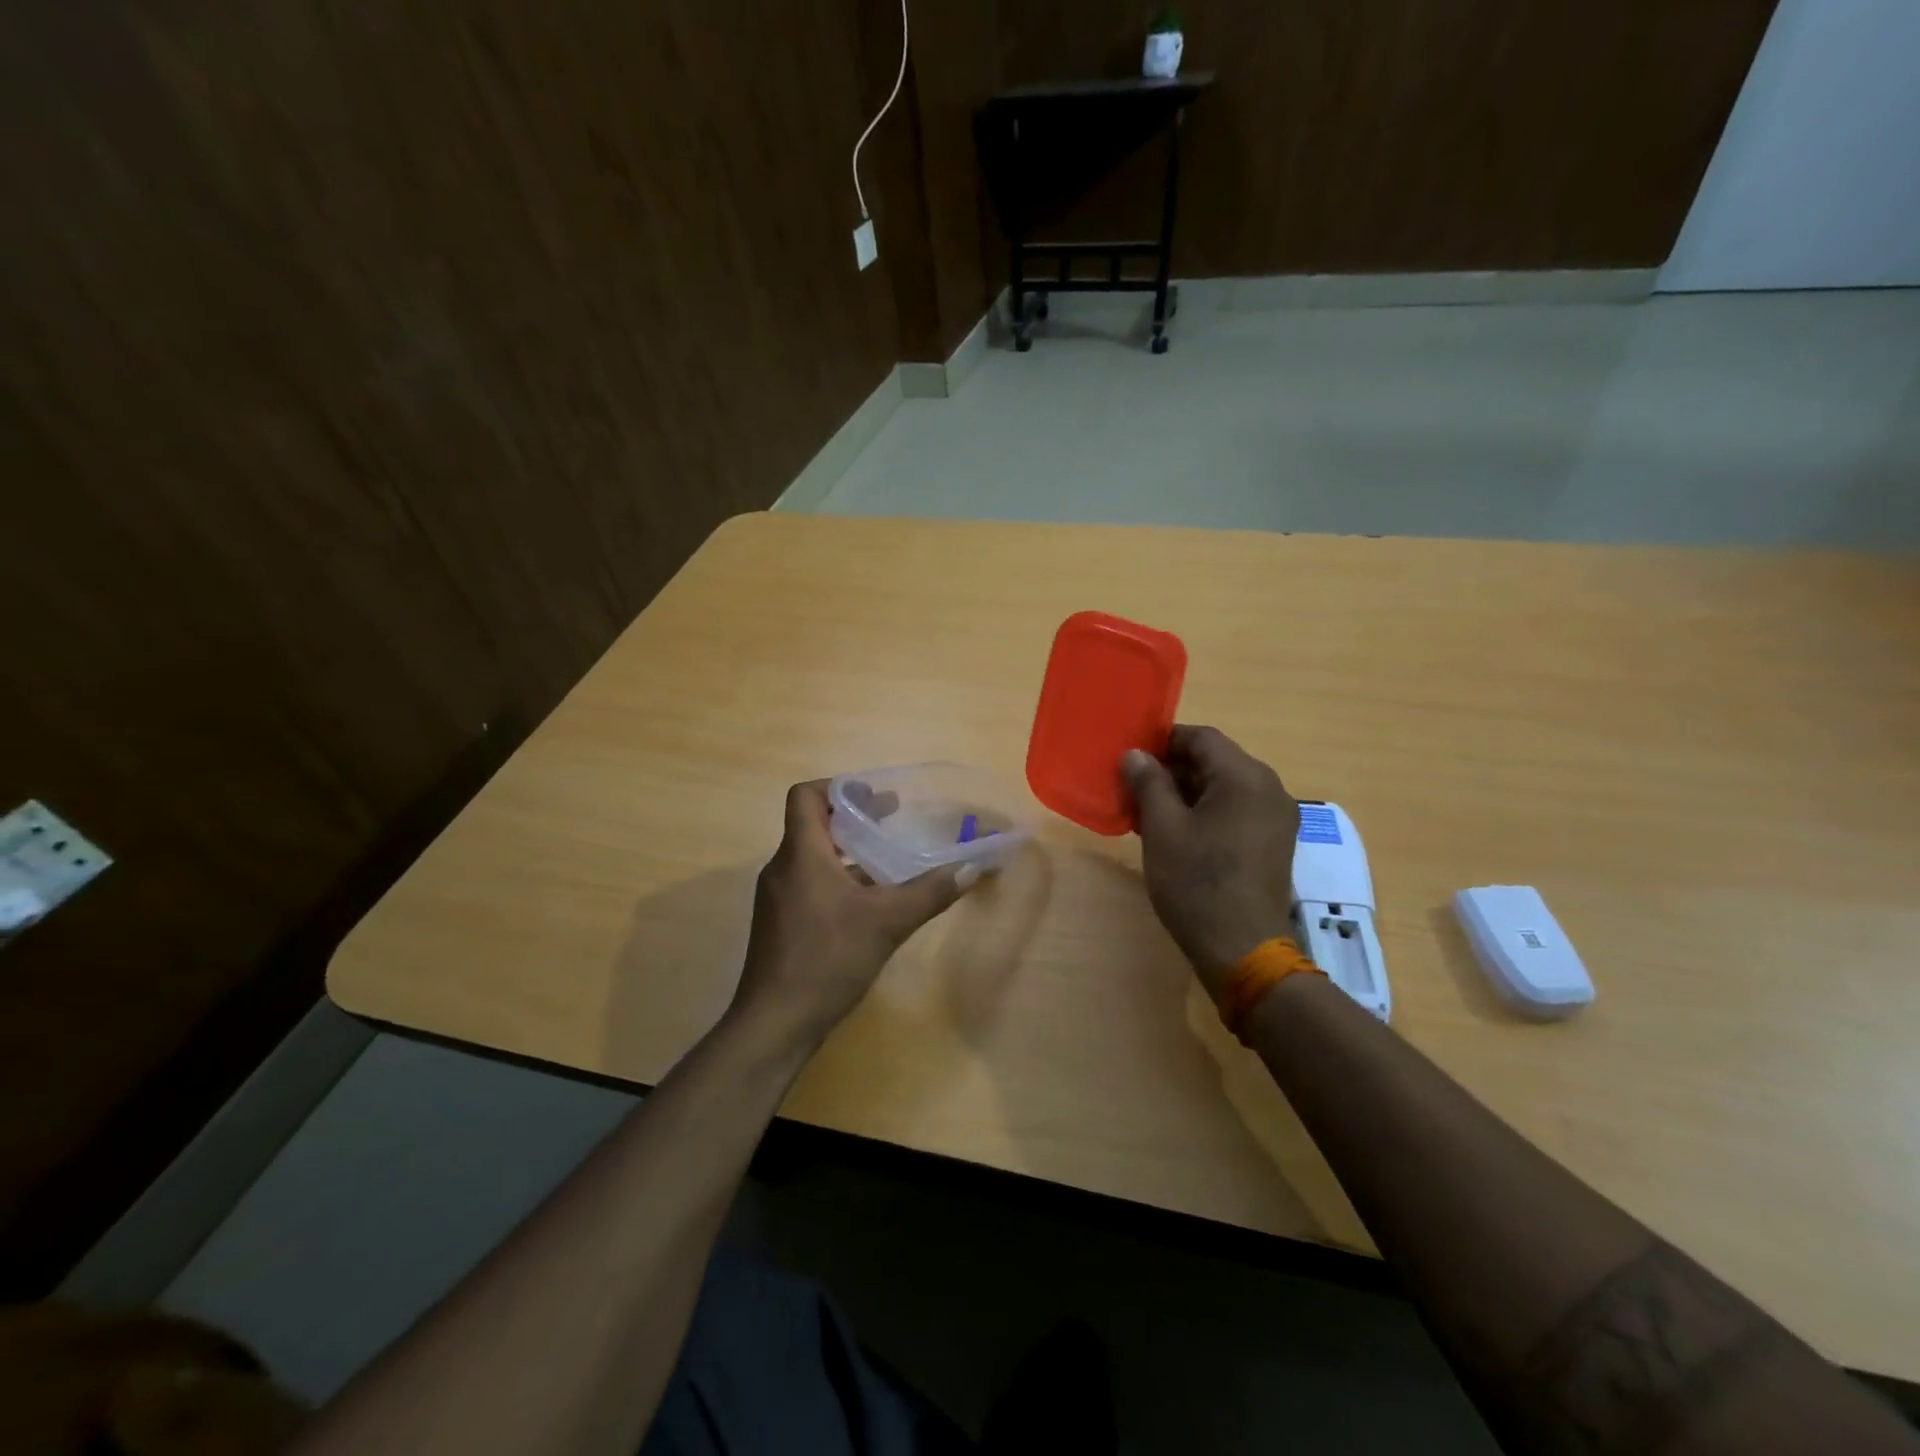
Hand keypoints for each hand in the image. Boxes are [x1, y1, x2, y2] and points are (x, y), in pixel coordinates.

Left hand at [731, 780, 977, 1050]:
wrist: (774, 1023)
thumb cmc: (827, 959)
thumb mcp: (887, 922)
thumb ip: (930, 892)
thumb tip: (972, 868)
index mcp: (801, 854)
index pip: (806, 796)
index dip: (839, 788)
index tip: (874, 797)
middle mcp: (782, 868)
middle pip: (812, 825)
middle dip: (853, 819)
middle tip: (891, 820)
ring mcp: (777, 898)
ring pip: (812, 857)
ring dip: (847, 852)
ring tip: (887, 860)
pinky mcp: (779, 924)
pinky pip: (809, 884)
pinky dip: (837, 880)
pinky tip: (867, 904)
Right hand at [1122, 725, 1299, 998]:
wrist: (1242, 948)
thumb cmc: (1197, 882)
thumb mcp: (1162, 828)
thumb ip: (1148, 782)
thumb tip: (1135, 754)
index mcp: (1245, 777)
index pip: (1201, 737)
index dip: (1163, 740)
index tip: (1131, 756)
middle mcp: (1269, 789)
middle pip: (1215, 761)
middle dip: (1172, 769)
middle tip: (1133, 786)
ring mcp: (1276, 818)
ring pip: (1224, 788)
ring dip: (1186, 793)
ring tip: (1147, 812)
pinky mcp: (1274, 844)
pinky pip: (1236, 812)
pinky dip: (1206, 813)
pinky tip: (1175, 833)